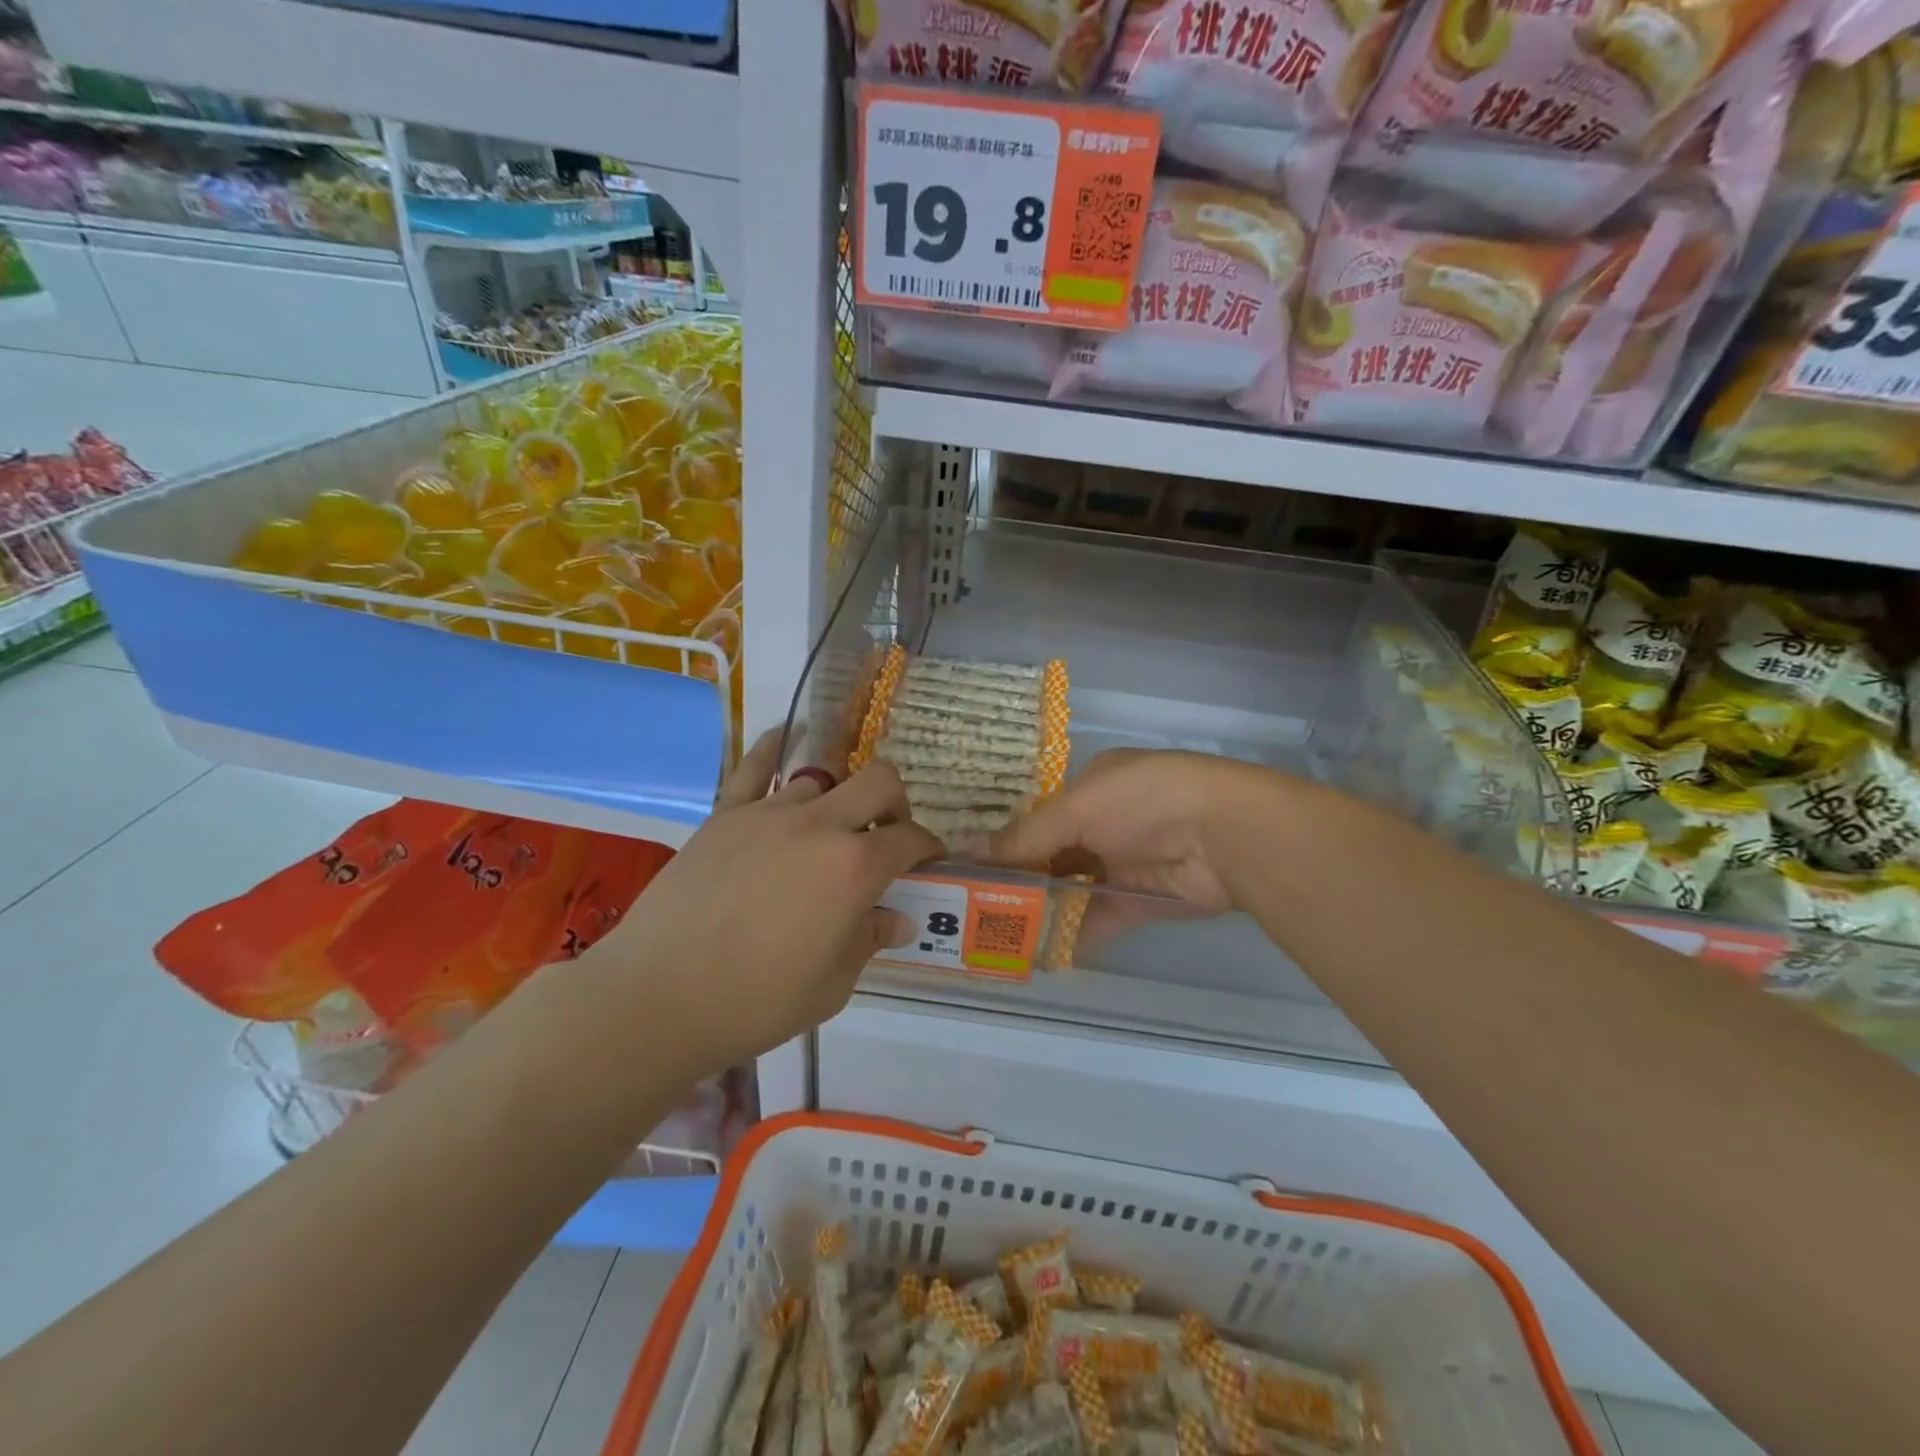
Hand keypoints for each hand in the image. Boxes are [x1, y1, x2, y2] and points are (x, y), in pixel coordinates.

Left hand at [593, 731, 942, 1075]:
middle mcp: (820, 825)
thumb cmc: (756, 1001)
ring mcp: (769, 812)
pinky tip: (785, 738)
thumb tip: (895, 918)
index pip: (910, 839)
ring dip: (838, 800)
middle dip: (896, 802)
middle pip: (878, 781)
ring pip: (822, 779)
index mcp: (855, 868)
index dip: (928, 848)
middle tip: (887, 835)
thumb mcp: (833, 985)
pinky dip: (776, 747)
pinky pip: (756, 765)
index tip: (928, 862)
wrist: (658, 996)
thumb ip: (869, 940)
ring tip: (826, 831)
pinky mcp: (725, 813)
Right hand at [984, 749, 1292, 914]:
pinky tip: (1039, 952)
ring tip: (997, 932)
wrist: (1224, 836)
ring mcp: (1125, 862)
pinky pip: (1097, 919)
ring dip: (1042, 908)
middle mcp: (1107, 821)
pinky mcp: (1141, 901)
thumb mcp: (1076, 810)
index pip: (1039, 814)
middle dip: (1020, 878)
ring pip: (1072, 888)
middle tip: (975, 905)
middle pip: (1053, 853)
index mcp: (1091, 785)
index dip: (1007, 838)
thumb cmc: (1142, 802)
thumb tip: (966, 852)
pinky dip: (1072, 934)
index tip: (971, 865)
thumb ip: (1024, 838)